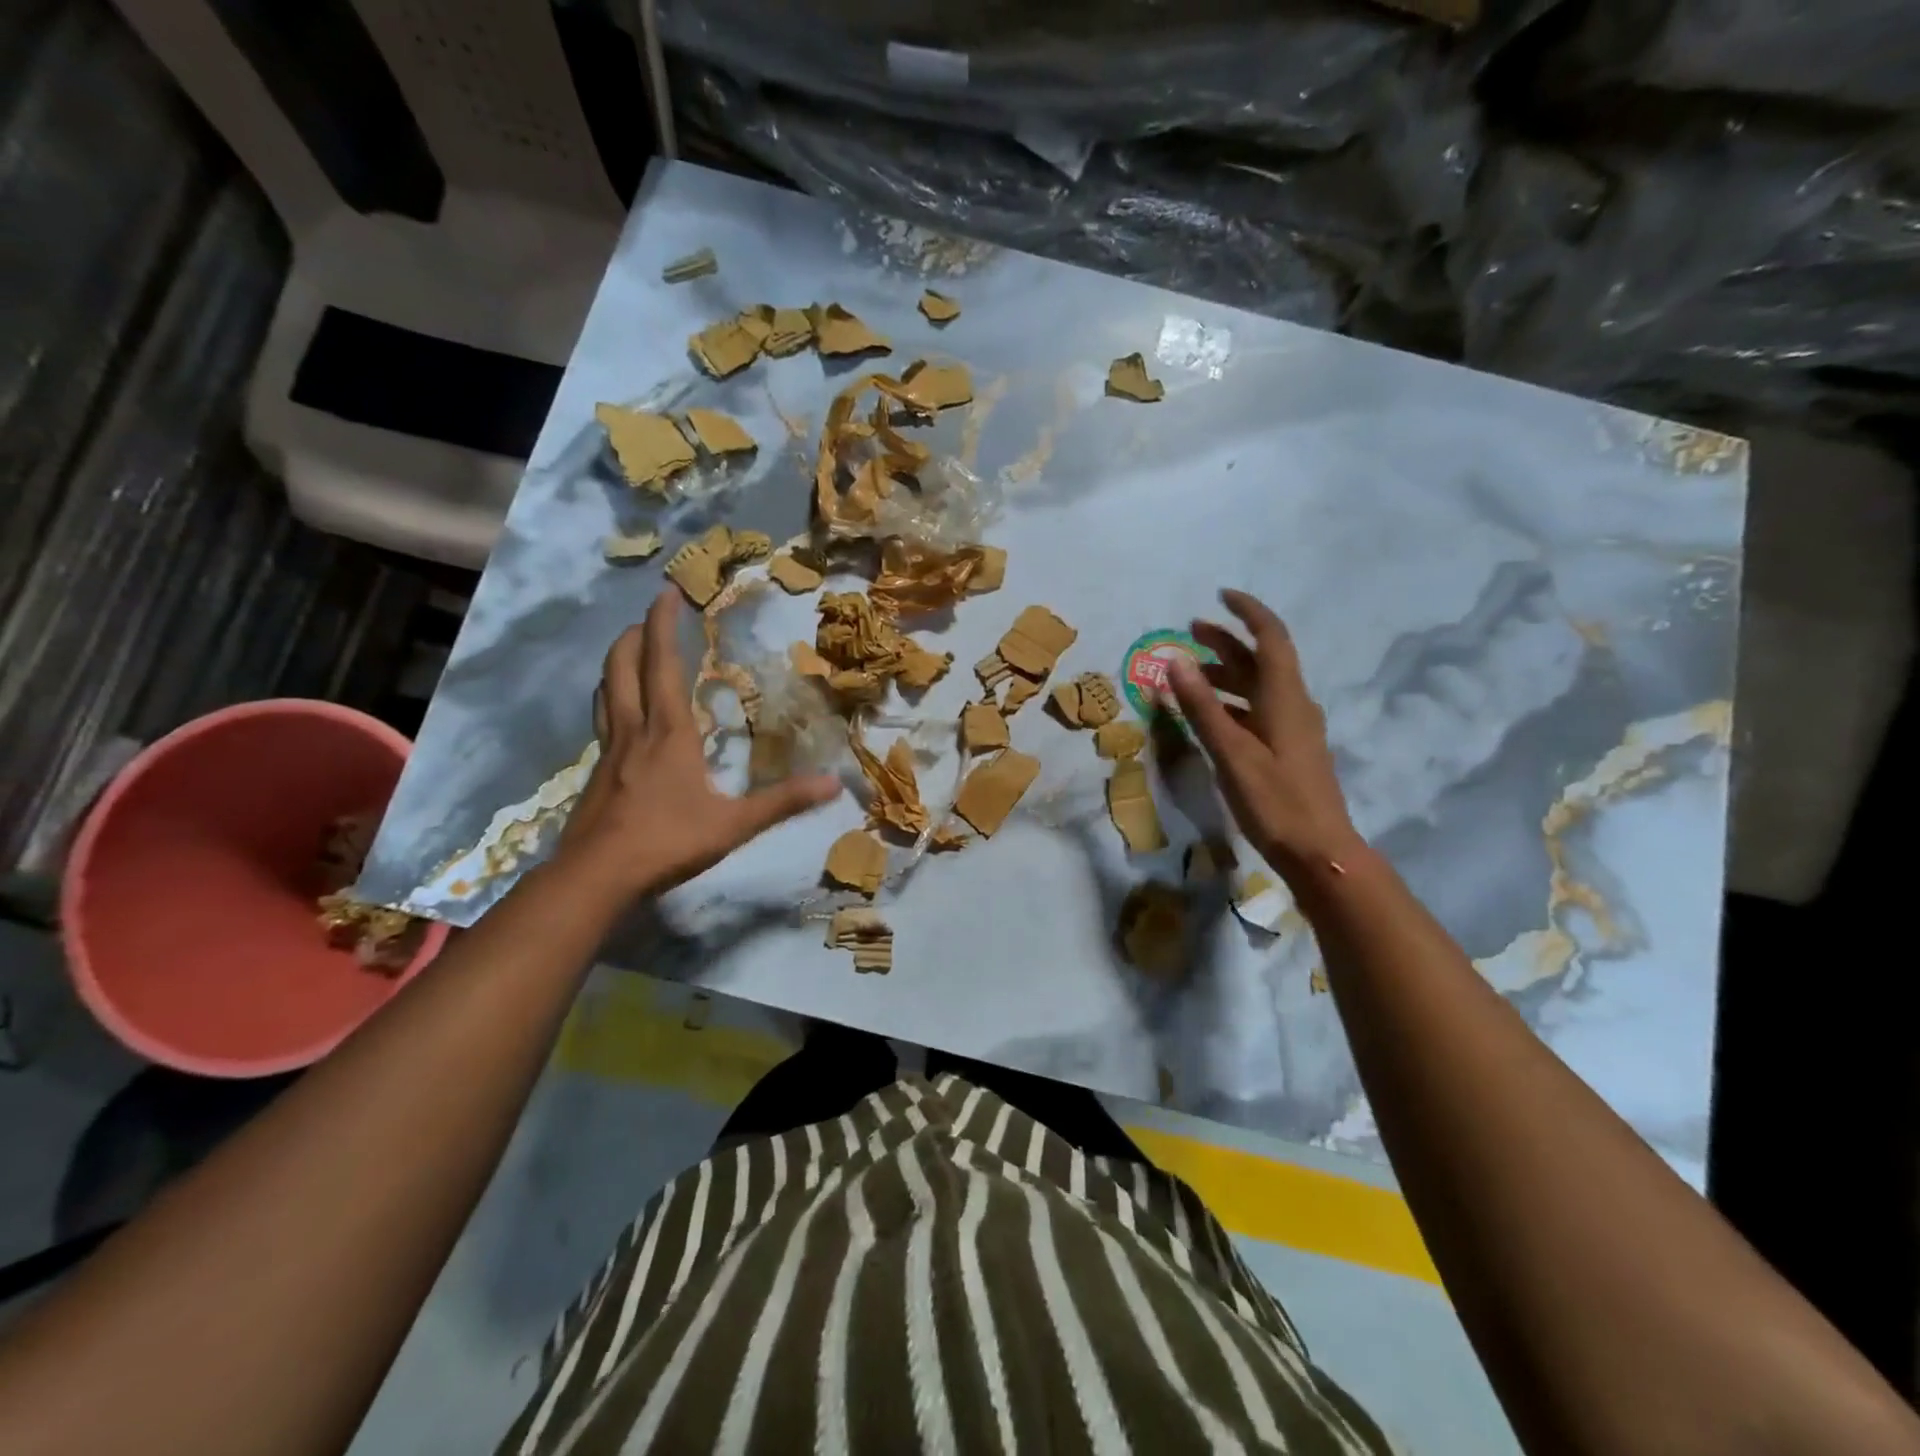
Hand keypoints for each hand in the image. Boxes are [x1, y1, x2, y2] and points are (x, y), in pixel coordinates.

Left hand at [557, 591, 840, 900]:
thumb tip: (833, 784)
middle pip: (622, 666)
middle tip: (649, 617)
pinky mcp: (595, 773)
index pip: (662, 664)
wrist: (596, 876)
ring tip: (631, 653)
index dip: (662, 625)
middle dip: (634, 635)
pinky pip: (603, 720)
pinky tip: (623, 717)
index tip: (666, 593)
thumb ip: (783, 802)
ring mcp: (608, 751)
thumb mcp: (734, 824)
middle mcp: (634, 731)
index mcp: (668, 732)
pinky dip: (611, 699)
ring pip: (605, 691)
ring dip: (617, 663)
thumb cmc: (667, 841)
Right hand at [1167, 589, 1361, 883]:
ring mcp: (1293, 729)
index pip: (1270, 638)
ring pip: (1258, 687)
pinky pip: (1257, 711)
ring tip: (1189, 675)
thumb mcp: (1232, 751)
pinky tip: (1208, 716)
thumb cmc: (1275, 800)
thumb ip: (1202, 706)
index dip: (1247, 612)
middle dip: (1227, 641)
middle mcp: (1293, 705)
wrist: (1320, 852)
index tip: (1220, 596)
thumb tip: (1175, 661)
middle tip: (1189, 632)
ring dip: (1225, 674)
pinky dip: (1230, 703)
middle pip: (1261, 660)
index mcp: (1285, 698)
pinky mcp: (1288, 751)